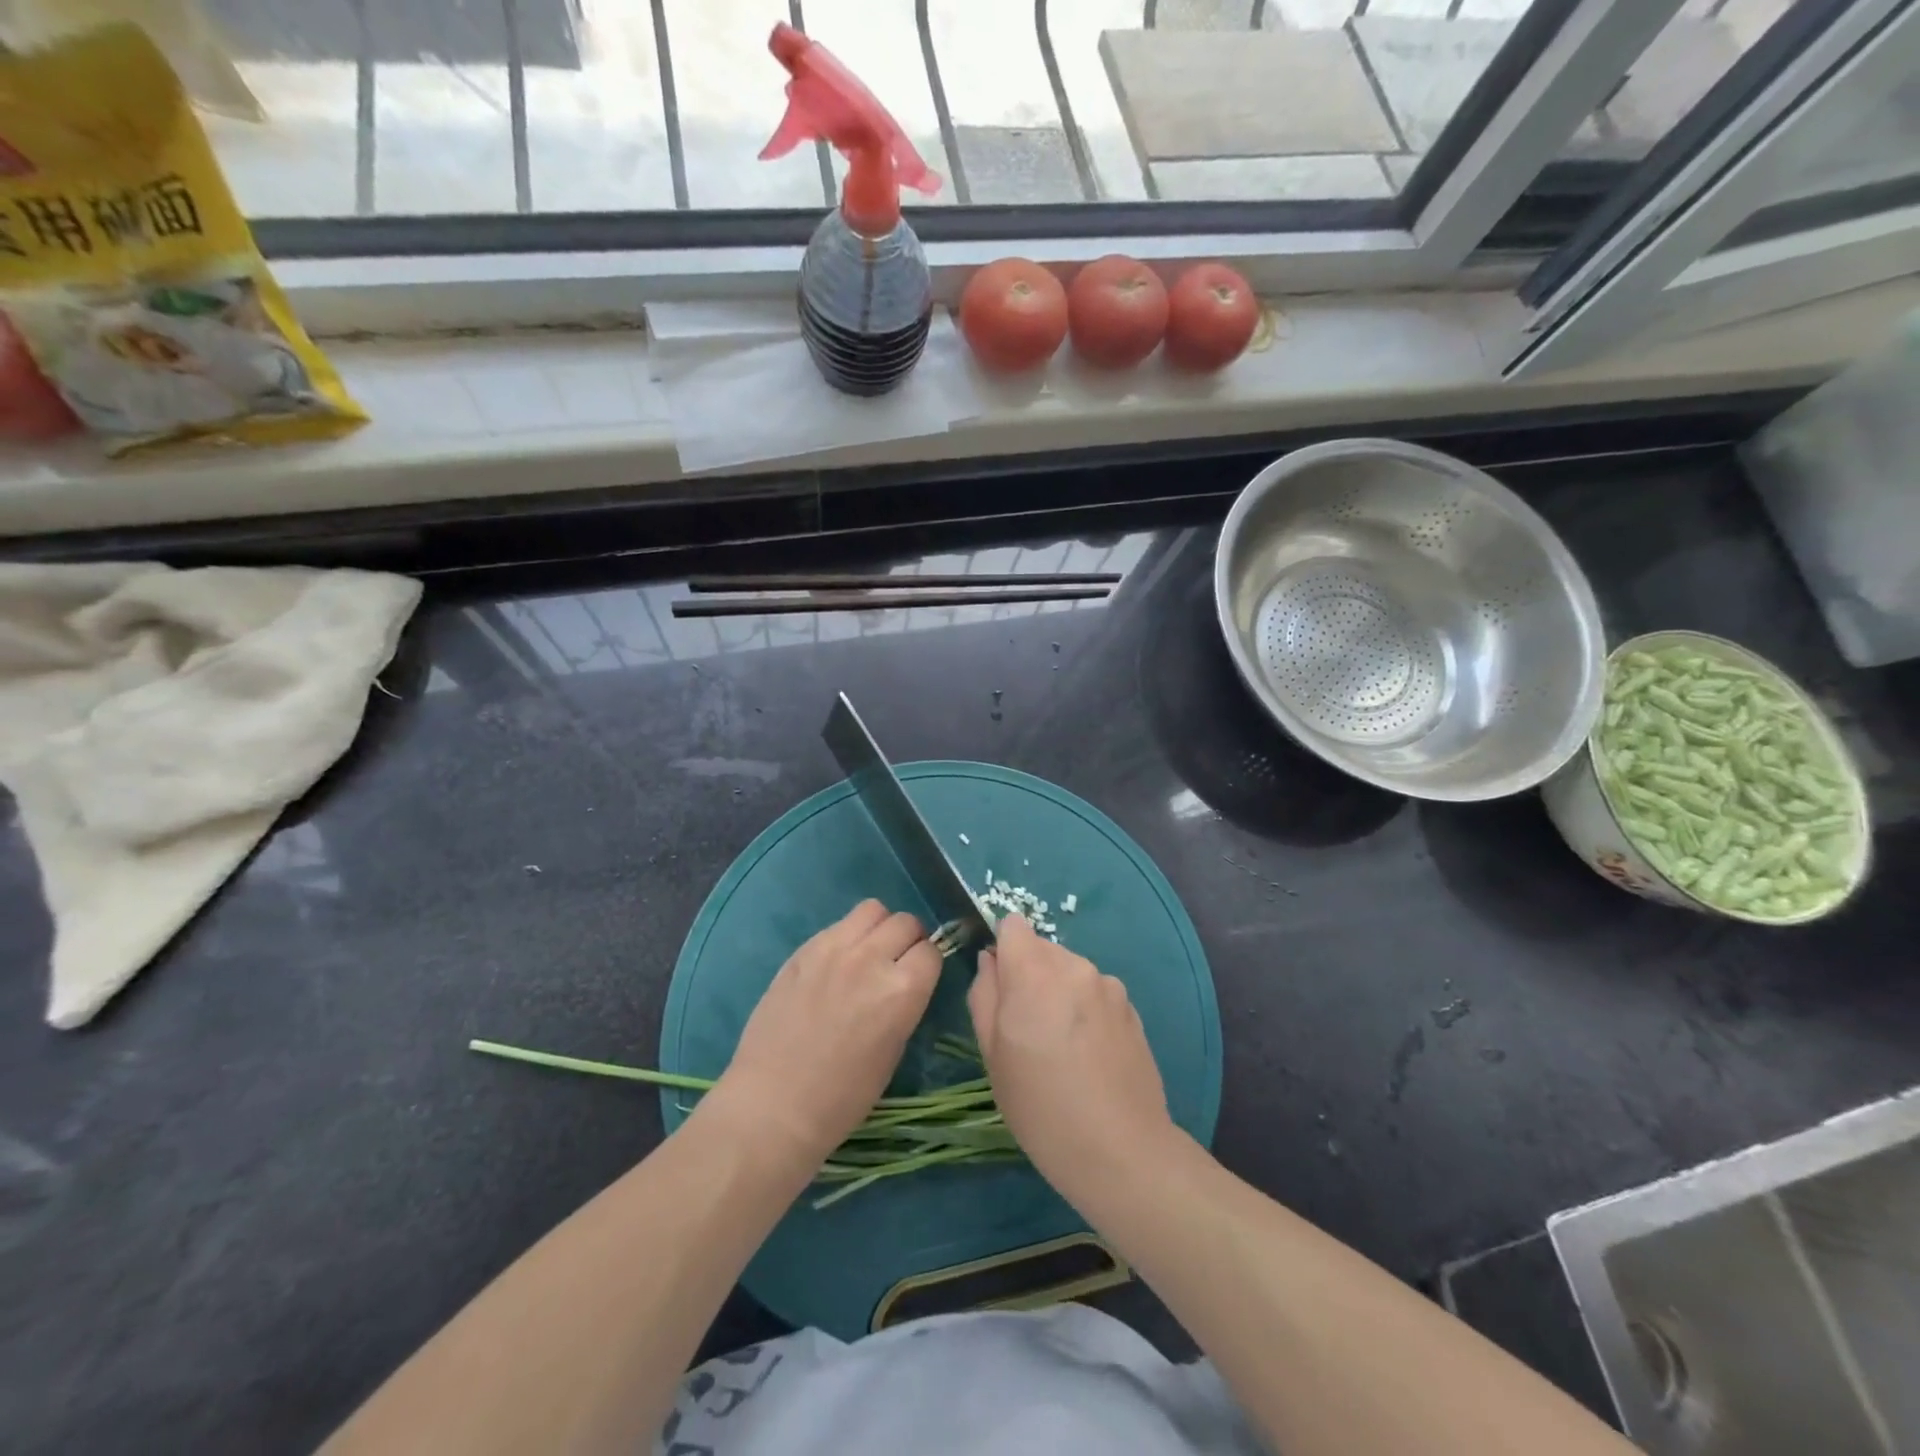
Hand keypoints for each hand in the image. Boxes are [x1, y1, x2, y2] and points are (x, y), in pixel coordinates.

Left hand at [708, 899, 942, 1167]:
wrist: (774, 1103)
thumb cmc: (843, 1096)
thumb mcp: (894, 1050)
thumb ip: (905, 1002)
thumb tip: (905, 978)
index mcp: (902, 990)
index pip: (931, 951)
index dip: (927, 964)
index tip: (918, 977)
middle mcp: (872, 958)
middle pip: (906, 922)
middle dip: (908, 940)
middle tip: (895, 963)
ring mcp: (834, 948)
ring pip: (872, 910)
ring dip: (878, 928)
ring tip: (867, 953)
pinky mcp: (804, 949)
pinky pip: (838, 924)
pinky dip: (846, 936)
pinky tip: (835, 964)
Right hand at [968, 915, 1176, 1201]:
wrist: (1120, 1150)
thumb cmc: (1040, 1106)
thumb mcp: (992, 1054)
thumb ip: (984, 994)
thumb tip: (990, 961)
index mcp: (1035, 971)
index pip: (1013, 924)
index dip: (1002, 948)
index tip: (1000, 986)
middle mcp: (1075, 965)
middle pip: (1041, 948)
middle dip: (1029, 974)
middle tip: (1026, 1029)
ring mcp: (1109, 986)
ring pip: (1069, 971)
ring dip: (1059, 992)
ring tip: (1060, 1048)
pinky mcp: (1131, 1008)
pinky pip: (1095, 993)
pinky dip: (1085, 1010)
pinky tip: (1088, 1056)